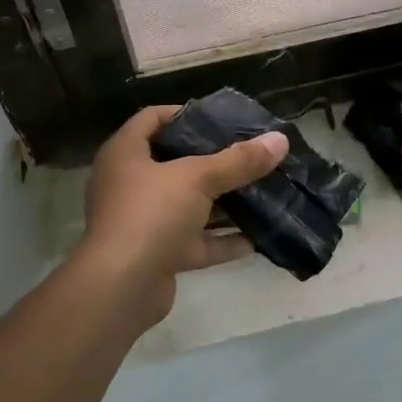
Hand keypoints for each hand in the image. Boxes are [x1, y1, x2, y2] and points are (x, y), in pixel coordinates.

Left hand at [75, 105, 288, 324]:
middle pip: (174, 162)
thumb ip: (239, 161)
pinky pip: (194, 241)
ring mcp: (143, 221)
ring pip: (188, 205)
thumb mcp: (198, 179)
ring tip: (261, 191)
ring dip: (221, 202)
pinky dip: (221, 240)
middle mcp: (129, 184)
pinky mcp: (157, 254)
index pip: (152, 118)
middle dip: (213, 160)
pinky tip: (256, 237)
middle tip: (249, 153)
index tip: (220, 118)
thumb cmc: (151, 214)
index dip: (184, 113)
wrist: (121, 288)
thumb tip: (280, 140)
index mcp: (125, 154)